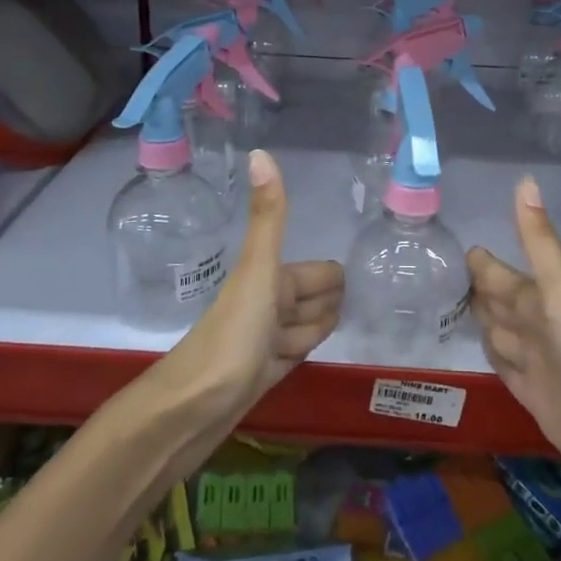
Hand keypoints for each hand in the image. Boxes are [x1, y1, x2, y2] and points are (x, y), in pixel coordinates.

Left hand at [168, 149, 342, 414]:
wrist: (192, 409)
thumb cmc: (232, 337)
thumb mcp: (258, 272)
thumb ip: (268, 217)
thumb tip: (261, 151)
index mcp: (270, 281)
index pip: (319, 274)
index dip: (334, 280)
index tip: (368, 277)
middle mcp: (267, 307)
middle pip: (312, 299)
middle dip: (332, 301)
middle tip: (367, 306)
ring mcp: (264, 344)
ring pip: (303, 327)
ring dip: (320, 327)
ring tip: (353, 326)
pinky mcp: (261, 377)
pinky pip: (292, 355)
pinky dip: (305, 351)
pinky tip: (314, 354)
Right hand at [467, 176, 560, 528]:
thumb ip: (539, 242)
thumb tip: (524, 179)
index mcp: (542, 298)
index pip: (500, 274)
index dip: (481, 263)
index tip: (453, 245)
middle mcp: (537, 327)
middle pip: (499, 302)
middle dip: (475, 288)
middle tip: (440, 274)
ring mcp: (537, 363)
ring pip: (499, 333)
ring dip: (480, 320)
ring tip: (449, 307)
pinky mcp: (534, 397)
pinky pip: (503, 368)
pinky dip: (489, 355)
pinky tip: (478, 349)